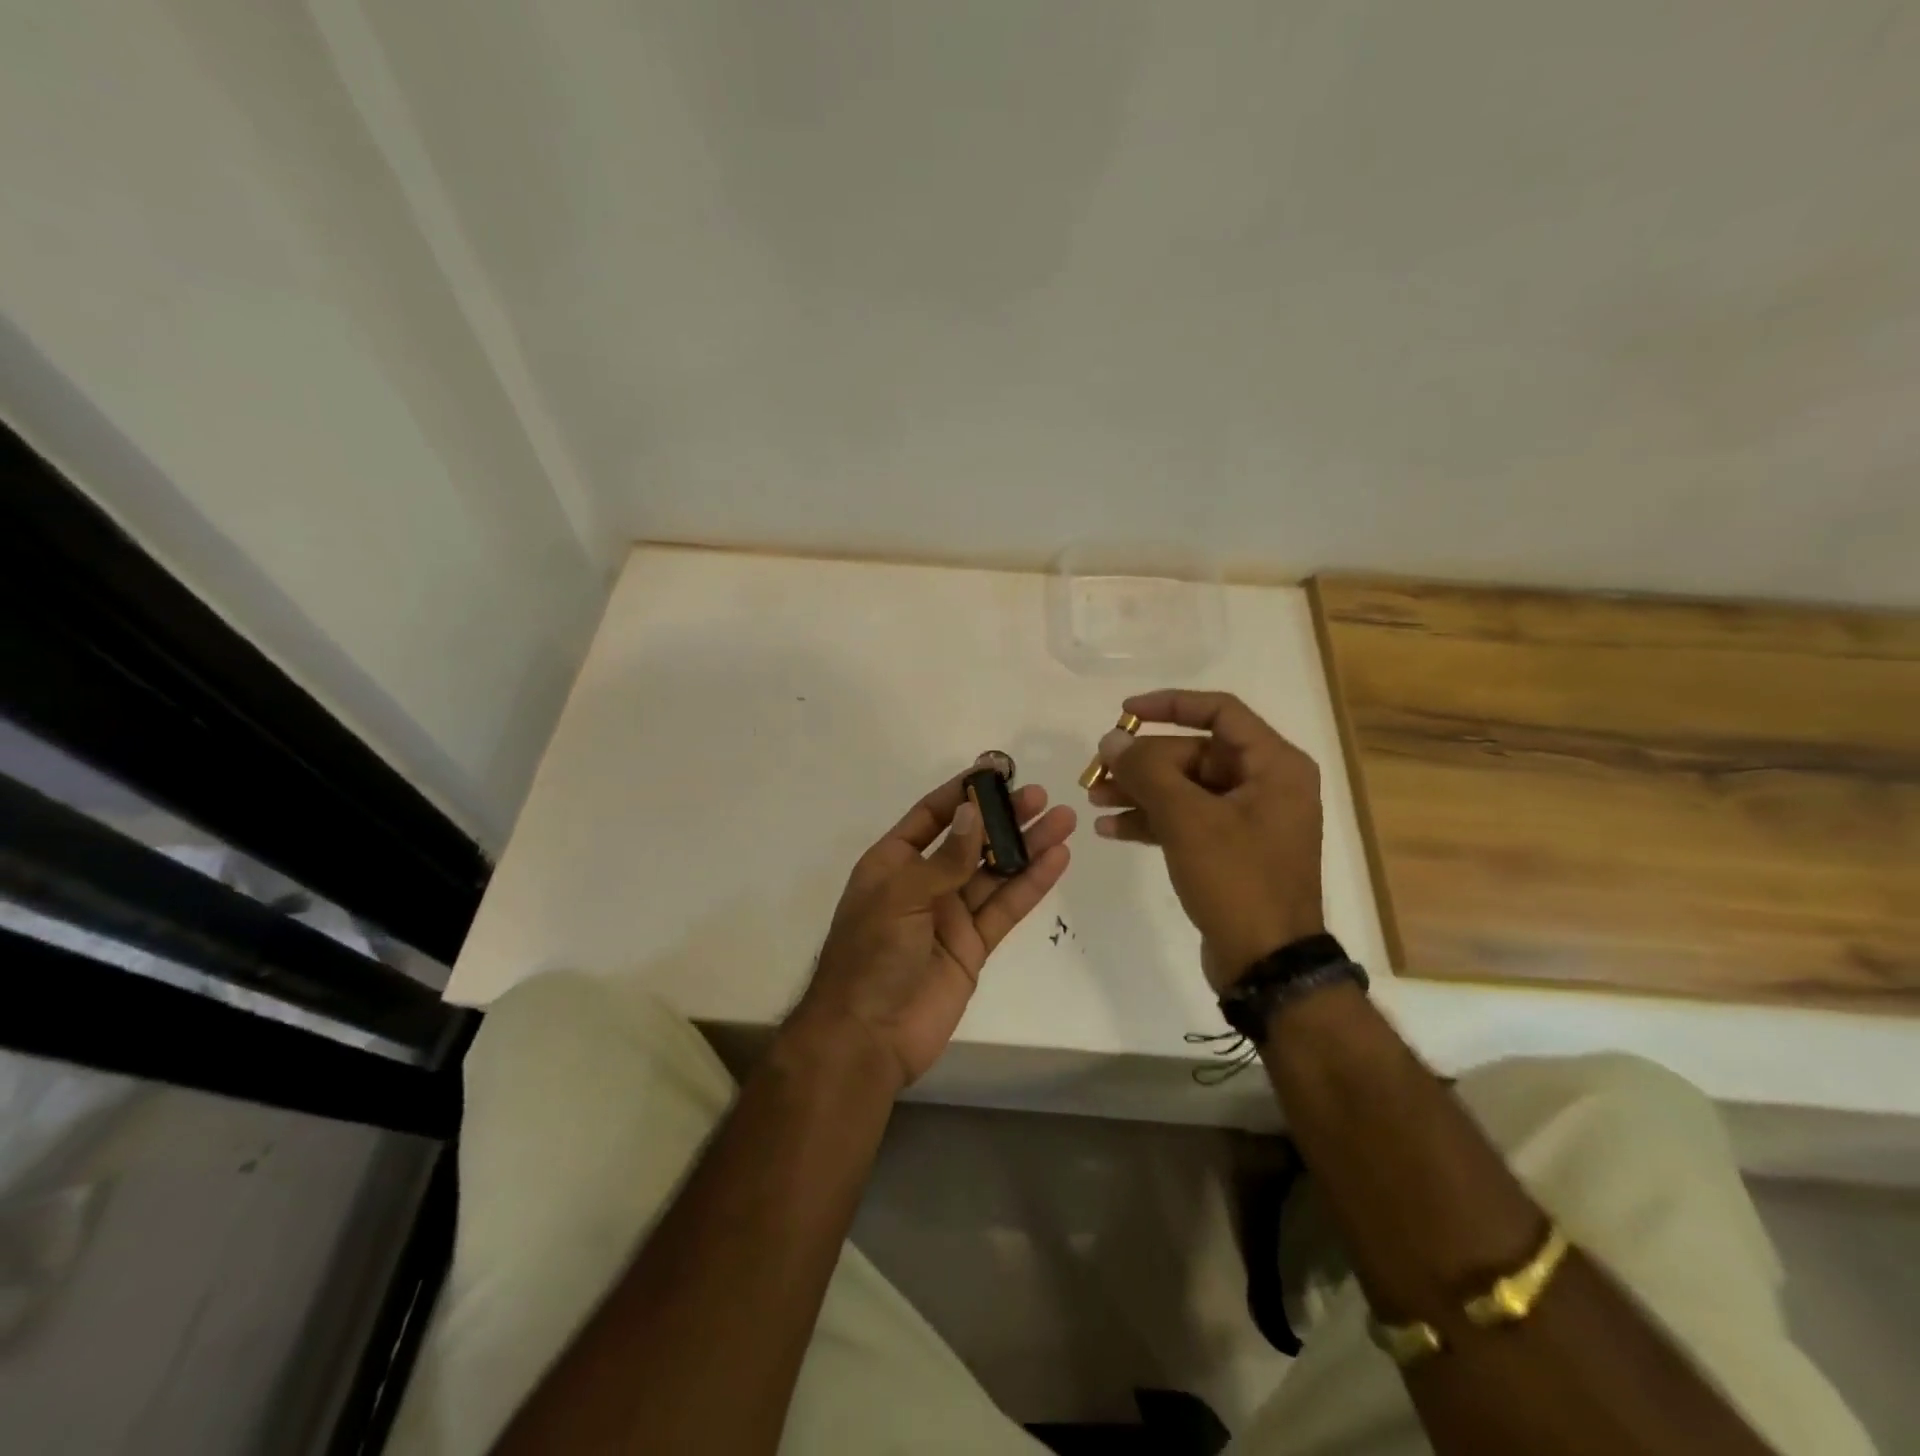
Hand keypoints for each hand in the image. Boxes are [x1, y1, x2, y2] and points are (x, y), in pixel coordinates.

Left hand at [791, 763, 1075, 1088]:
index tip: (996, 771)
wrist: (868, 1037)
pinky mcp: (973, 946)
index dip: (962, 793)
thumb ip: (945, 858)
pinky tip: (1056, 860)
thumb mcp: (901, 896)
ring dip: (1028, 846)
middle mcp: (923, 883)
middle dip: (1004, 818)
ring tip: (1063, 820)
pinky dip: (1031, 885)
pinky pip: (1005, 908)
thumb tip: (974, 812)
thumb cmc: (871, 955)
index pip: (931, 816)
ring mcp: (950, 915)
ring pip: (995, 872)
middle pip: (971, 841)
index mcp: (892, 864)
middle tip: (1041, 796)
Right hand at [1088, 690, 1323, 990]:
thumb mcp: (1188, 820)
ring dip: (1140, 792)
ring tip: (1094, 800)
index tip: (1124, 712)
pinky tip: (1111, 829)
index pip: (1219, 711)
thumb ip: (1147, 772)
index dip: (1169, 705)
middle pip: (1194, 754)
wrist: (1267, 963)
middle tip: (1096, 773)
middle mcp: (1265, 784)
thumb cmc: (1238, 880)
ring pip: (1185, 788)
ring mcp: (1248, 819)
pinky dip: (1152, 820)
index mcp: (1274, 765)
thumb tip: (1112, 739)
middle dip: (1142, 763)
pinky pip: (1186, 820)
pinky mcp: (1230, 849)